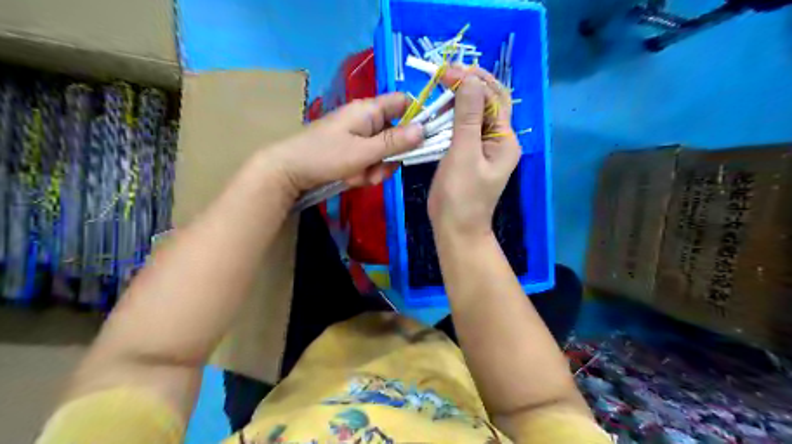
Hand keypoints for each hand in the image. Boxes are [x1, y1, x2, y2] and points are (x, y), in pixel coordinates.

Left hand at [267, 92, 427, 196]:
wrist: (288, 171)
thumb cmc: (325, 155)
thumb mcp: (363, 151)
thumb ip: (395, 142)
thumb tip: (424, 129)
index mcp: (369, 110)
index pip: (403, 102)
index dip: (417, 116)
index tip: (424, 139)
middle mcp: (366, 120)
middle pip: (396, 134)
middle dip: (390, 157)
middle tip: (377, 170)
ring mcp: (358, 137)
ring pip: (383, 153)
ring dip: (375, 169)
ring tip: (357, 177)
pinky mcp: (351, 151)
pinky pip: (369, 161)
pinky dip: (364, 173)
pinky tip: (350, 179)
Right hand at [431, 66, 524, 236]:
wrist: (455, 229)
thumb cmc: (461, 195)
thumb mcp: (463, 154)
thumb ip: (468, 117)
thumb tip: (471, 79)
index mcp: (505, 139)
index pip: (494, 98)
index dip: (473, 80)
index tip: (447, 71)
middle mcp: (498, 140)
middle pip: (488, 103)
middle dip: (468, 85)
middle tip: (443, 75)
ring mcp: (483, 148)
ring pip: (474, 115)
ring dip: (458, 100)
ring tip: (439, 89)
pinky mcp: (468, 154)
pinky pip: (462, 129)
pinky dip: (451, 117)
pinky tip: (438, 111)